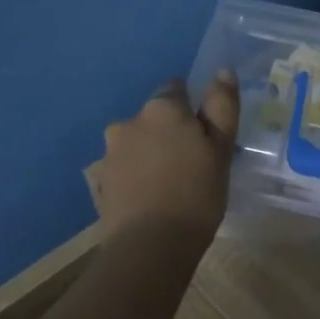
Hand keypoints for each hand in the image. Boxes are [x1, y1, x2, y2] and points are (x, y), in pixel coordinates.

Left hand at [95, 71, 238, 245]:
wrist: (149, 248)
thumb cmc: (196, 195)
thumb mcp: (222, 150)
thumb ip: (222, 107)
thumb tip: (222, 70)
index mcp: (161, 110)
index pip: (177, 90)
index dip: (194, 111)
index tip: (206, 137)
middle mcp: (128, 123)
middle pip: (154, 119)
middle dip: (169, 134)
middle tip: (192, 166)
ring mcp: (108, 154)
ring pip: (136, 146)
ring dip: (150, 157)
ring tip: (169, 188)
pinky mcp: (98, 184)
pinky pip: (121, 172)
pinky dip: (134, 179)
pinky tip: (147, 201)